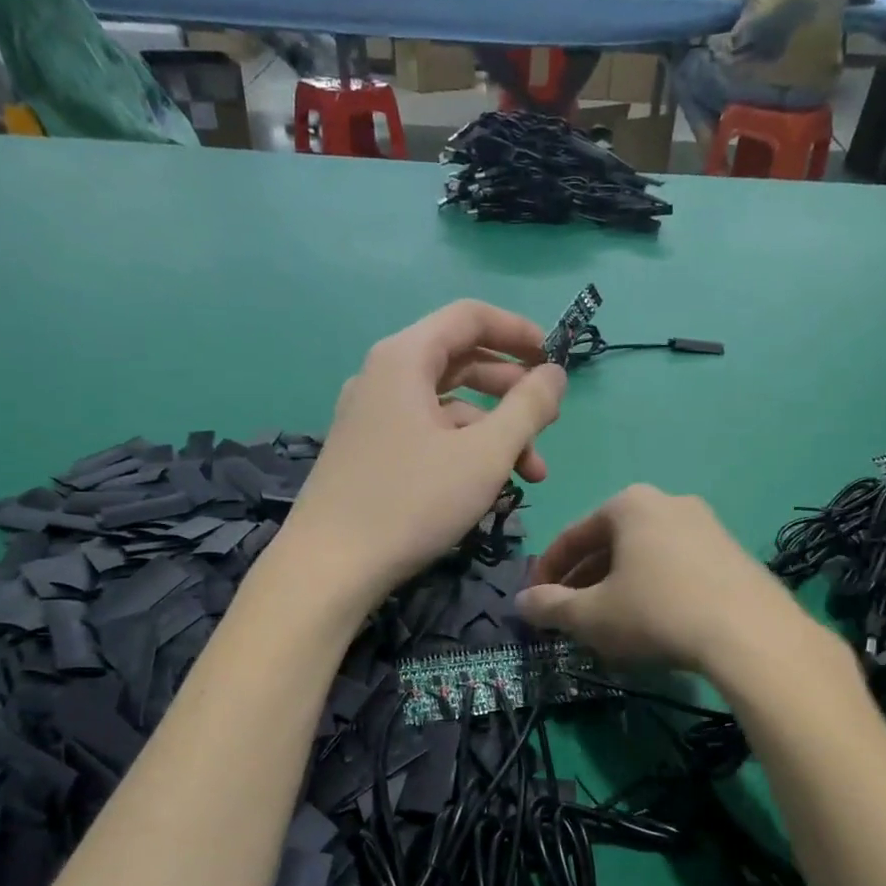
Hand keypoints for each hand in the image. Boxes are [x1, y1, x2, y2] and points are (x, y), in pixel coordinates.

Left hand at [281, 300, 565, 612]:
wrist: (329, 568)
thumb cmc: (413, 502)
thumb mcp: (485, 454)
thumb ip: (528, 407)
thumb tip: (555, 374)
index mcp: (405, 358)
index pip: (469, 317)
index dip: (518, 332)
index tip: (555, 361)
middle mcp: (382, 376)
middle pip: (460, 362)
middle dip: (512, 392)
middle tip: (549, 424)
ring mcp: (371, 415)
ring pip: (447, 407)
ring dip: (494, 432)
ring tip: (530, 475)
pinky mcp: (368, 451)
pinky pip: (426, 433)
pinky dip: (463, 450)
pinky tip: (488, 488)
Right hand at [516, 485, 798, 675]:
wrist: (750, 633)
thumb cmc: (656, 612)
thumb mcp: (591, 615)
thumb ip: (550, 607)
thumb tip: (522, 602)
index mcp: (629, 504)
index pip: (572, 536)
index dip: (546, 572)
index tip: (535, 603)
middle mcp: (669, 502)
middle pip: (610, 544)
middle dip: (584, 581)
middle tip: (570, 616)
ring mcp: (707, 525)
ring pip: (645, 557)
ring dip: (618, 587)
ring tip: (608, 625)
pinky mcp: (733, 553)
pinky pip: (677, 568)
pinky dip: (654, 590)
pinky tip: (653, 625)